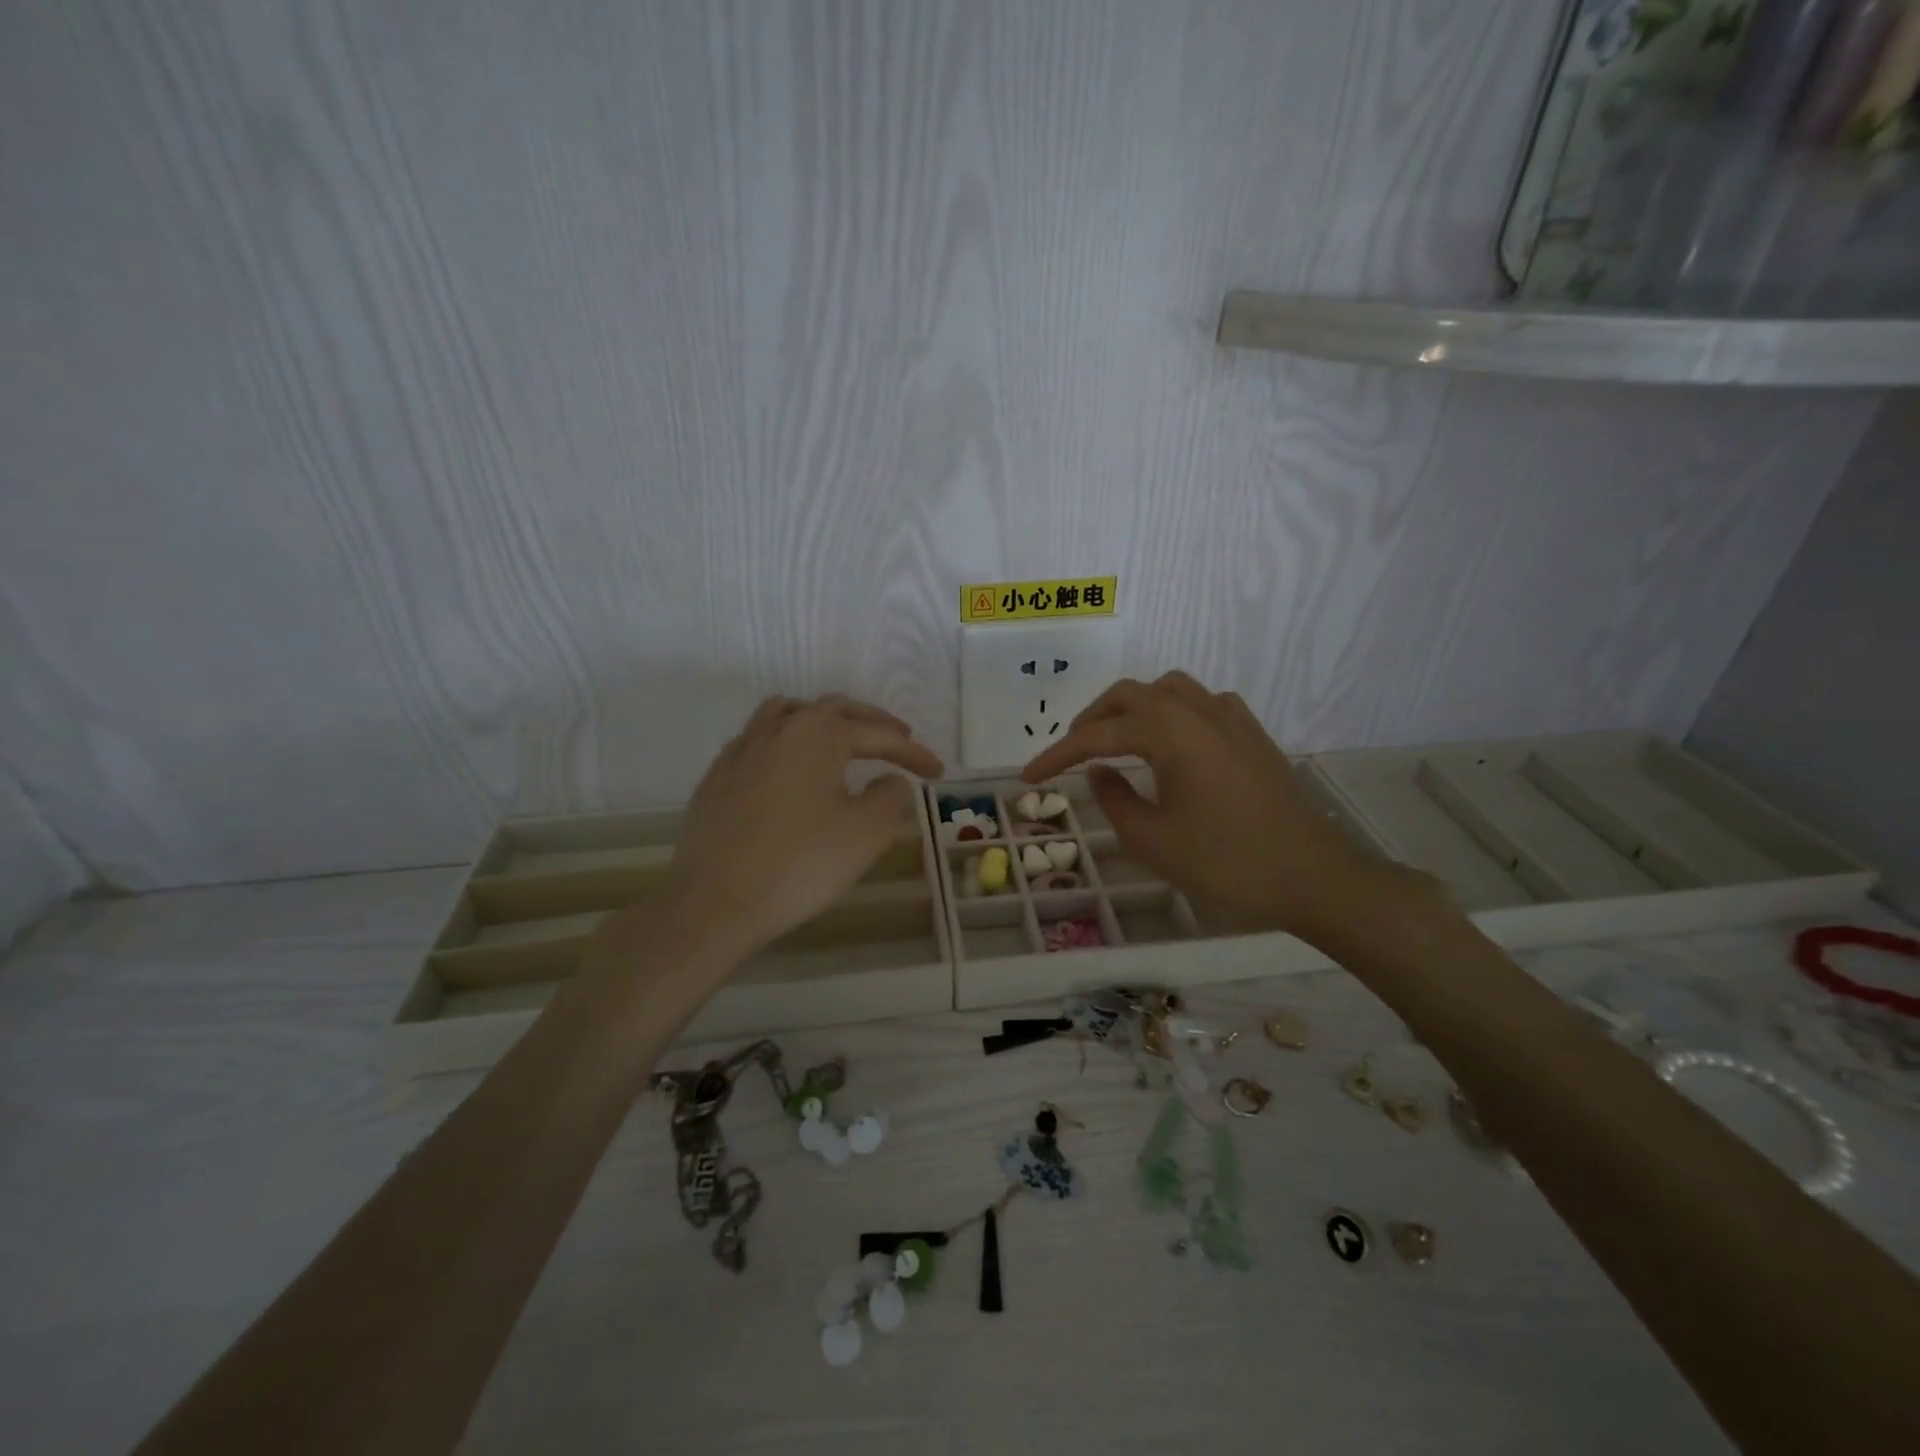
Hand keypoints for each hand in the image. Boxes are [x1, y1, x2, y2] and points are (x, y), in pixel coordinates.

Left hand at [664, 694, 943, 960]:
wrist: (715, 902)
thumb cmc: (800, 864)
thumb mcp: (866, 834)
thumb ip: (891, 797)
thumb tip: (889, 782)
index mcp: (819, 734)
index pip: (878, 735)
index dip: (913, 753)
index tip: (938, 773)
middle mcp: (779, 729)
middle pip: (833, 710)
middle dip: (871, 724)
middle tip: (898, 740)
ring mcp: (742, 750)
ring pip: (788, 713)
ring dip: (823, 720)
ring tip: (841, 738)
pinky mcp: (717, 777)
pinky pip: (759, 739)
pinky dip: (786, 741)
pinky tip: (789, 767)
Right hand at [1021, 672, 1426, 940]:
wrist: (1313, 875)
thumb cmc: (1226, 861)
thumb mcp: (1154, 840)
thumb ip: (1114, 799)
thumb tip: (1099, 771)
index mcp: (1168, 732)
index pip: (1096, 736)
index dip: (1056, 756)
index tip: (1028, 777)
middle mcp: (1197, 711)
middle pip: (1130, 696)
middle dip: (1092, 720)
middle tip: (1070, 753)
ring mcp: (1230, 718)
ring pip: (1168, 689)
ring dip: (1133, 707)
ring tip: (1118, 739)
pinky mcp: (1253, 734)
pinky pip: (1203, 703)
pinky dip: (1174, 712)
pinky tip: (1174, 741)